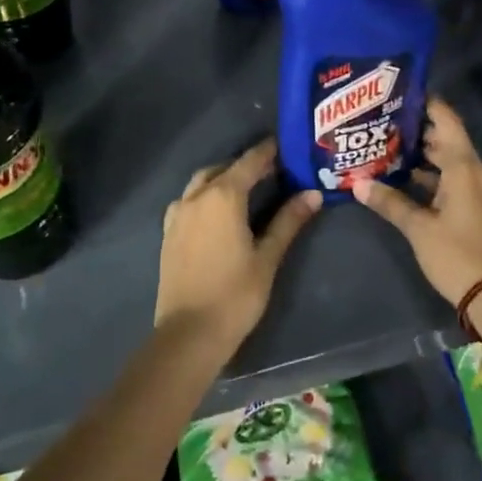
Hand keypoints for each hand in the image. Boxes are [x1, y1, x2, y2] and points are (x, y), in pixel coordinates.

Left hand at [156, 138, 320, 354]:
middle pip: (223, 168)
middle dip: (245, 165)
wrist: (188, 335)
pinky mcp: (169, 232)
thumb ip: (289, 221)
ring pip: (202, 182)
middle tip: (271, 171)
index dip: (268, 151)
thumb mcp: (268, 257)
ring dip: (223, 177)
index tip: (285, 145)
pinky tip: (217, 212)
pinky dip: (205, 195)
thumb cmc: (235, 294)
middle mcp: (197, 196)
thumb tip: (313, 194)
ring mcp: (178, 214)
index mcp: (223, 196)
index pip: (250, 161)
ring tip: (245, 188)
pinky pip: (188, 200)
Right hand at [355, 97, 481, 308]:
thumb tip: (357, 183)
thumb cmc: (459, 255)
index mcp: (464, 166)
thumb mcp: (419, 228)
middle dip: (417, 128)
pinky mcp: (476, 209)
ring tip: (387, 145)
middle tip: (383, 118)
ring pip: (449, 161)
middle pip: (446, 139)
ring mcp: (478, 191)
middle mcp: (474, 172)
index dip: (426, 103)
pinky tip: (406, 180)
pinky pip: (452, 180)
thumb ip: (390, 203)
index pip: (446, 120)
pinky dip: (431, 175)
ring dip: (423, 154)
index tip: (400, 91)